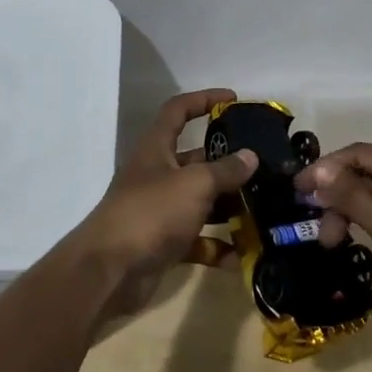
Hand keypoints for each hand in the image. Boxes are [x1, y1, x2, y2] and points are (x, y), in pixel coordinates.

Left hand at [70, 89, 255, 313]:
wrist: (108, 272)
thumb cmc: (151, 213)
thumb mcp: (194, 184)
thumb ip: (225, 170)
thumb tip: (250, 156)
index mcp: (157, 149)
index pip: (178, 110)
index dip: (204, 100)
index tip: (233, 100)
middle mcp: (157, 174)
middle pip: (196, 159)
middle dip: (227, 163)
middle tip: (262, 168)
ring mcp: (159, 210)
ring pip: (200, 201)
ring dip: (227, 207)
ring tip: (262, 210)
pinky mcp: (163, 243)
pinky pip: (196, 240)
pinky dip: (216, 247)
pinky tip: (241, 257)